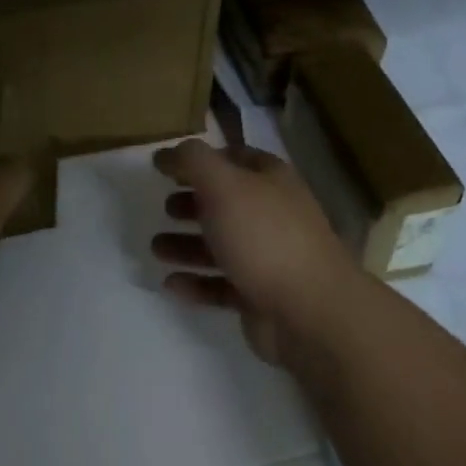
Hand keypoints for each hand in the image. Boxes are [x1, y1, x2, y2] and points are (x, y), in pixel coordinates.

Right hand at [150, 139, 360, 368]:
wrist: (310, 312)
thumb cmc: (264, 237)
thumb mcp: (223, 185)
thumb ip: (193, 161)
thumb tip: (167, 152)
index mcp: (271, 180)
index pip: (234, 158)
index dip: (201, 159)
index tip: (167, 166)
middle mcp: (273, 214)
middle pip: (226, 203)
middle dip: (193, 203)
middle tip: (164, 207)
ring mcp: (269, 258)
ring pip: (221, 245)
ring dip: (187, 245)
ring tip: (155, 248)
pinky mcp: (260, 297)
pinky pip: (221, 285)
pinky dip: (196, 283)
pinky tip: (171, 284)